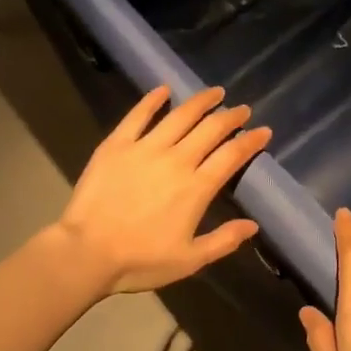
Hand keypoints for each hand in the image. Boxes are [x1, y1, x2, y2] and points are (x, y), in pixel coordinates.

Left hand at [53, 85, 271, 293]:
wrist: (87, 251)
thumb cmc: (140, 260)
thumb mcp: (189, 260)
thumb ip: (223, 241)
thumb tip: (253, 226)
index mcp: (196, 188)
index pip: (231, 156)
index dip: (251, 141)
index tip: (264, 131)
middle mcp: (176, 160)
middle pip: (210, 130)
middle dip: (231, 117)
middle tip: (242, 110)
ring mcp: (145, 148)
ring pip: (180, 116)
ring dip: (200, 102)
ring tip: (214, 92)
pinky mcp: (117, 144)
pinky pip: (138, 115)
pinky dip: (152, 100)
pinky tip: (163, 89)